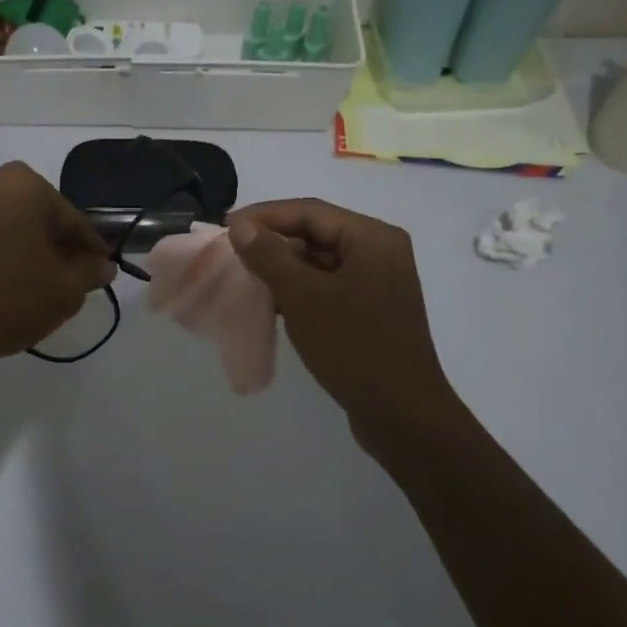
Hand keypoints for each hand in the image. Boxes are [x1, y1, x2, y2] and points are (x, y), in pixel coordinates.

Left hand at [0, 163, 115, 384]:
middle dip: (57, 246)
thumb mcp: (63, 292)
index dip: (92, 249)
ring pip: (10, 225)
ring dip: (27, 249)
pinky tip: (7, 284)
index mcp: (24, 184)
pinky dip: (0, 253)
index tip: (101, 271)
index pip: (73, 219)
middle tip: (71, 280)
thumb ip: (90, 273)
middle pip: (39, 217)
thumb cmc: (5, 300)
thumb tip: (103, 265)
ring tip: (39, 286)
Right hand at [228, 199, 459, 455]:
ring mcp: (376, 283)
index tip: (225, 227)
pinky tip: (269, 301)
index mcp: (373, 238)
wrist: (401, 414)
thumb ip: (270, 257)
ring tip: (244, 276)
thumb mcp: (304, 298)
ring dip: (282, 267)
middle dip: (272, 241)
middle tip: (231, 253)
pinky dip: (298, 289)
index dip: (264, 215)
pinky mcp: (369, 310)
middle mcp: (379, 252)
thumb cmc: (354, 347)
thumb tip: (240, 227)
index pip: (310, 211)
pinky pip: (327, 286)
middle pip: (316, 233)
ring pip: (319, 261)